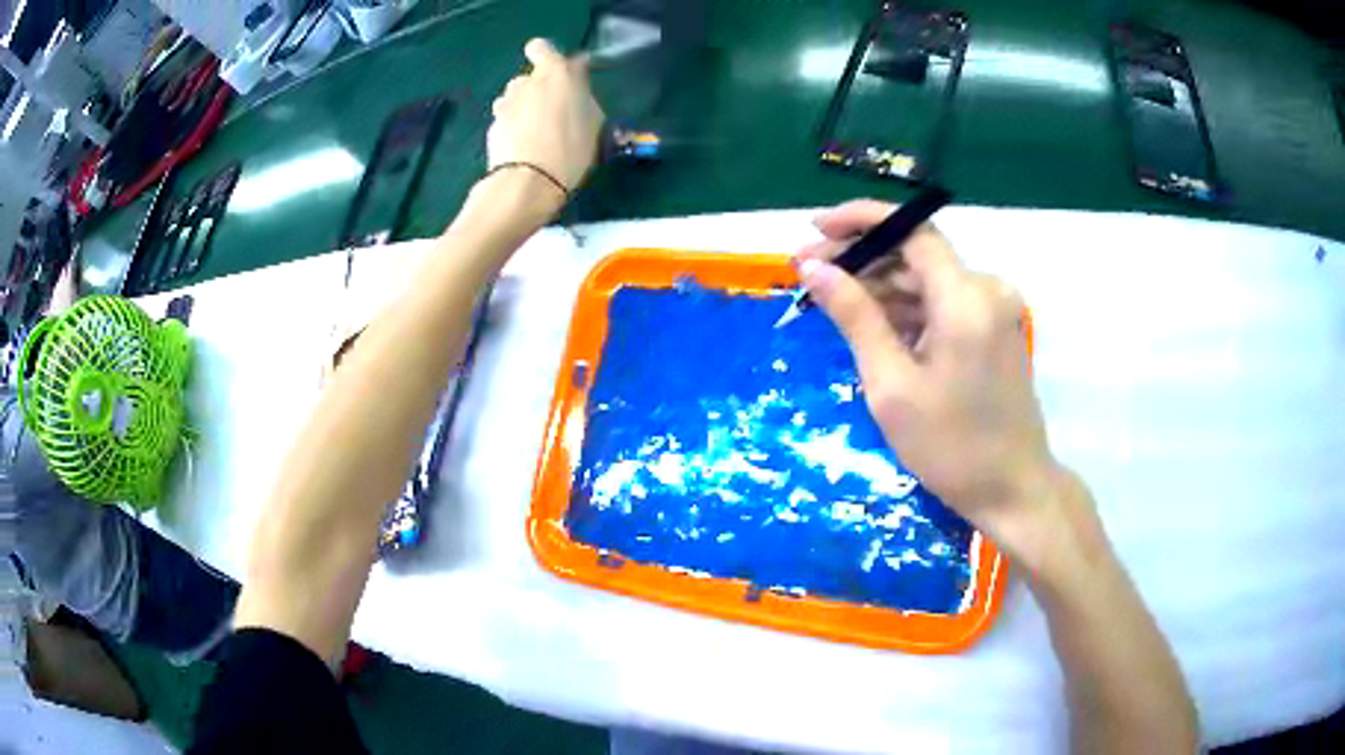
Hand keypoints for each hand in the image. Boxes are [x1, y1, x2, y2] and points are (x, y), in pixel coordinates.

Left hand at [488, 39, 604, 192]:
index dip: (549, 58)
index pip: (541, 47)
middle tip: (552, 113)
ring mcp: (505, 104)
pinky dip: (513, 128)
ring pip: (514, 98)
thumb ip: (583, 98)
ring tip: (536, 133)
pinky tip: (523, 148)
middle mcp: (526, 82)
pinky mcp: (492, 127)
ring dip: (523, 108)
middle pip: (529, 76)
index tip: (562, 77)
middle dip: (538, 89)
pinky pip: (506, 120)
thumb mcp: (593, 122)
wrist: (528, 182)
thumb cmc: (571, 149)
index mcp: (555, 73)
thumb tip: (577, 90)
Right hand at [796, 200, 1063, 561]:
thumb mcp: (892, 386)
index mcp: (966, 299)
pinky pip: (942, 303)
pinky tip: (870, 323)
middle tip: (808, 274)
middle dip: (862, 258)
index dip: (860, 220)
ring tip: (829, 300)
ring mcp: (994, 308)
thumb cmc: (951, 447)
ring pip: (927, 279)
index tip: (814, 229)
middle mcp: (987, 289)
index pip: (911, 231)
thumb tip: (813, 268)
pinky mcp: (993, 328)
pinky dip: (907, 309)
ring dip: (881, 286)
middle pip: (916, 254)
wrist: (1012, 490)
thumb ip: (854, 317)